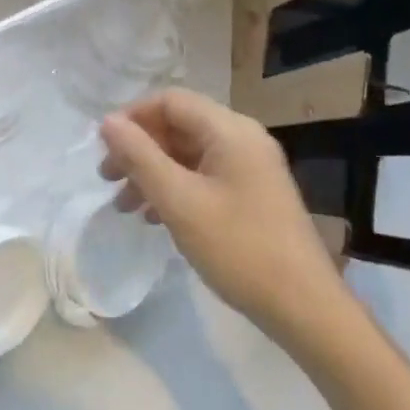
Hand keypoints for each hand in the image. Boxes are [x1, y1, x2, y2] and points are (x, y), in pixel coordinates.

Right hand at [100, 89, 358, 361]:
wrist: (305, 308)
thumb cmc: (238, 248)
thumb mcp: (179, 201)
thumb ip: (139, 157)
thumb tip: (108, 122)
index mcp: (230, 130)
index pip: (170, 101)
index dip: (132, 117)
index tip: (103, 147)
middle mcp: (243, 138)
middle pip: (178, 125)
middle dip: (139, 149)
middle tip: (107, 178)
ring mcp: (252, 167)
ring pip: (188, 153)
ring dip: (153, 172)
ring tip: (125, 205)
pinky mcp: (254, 193)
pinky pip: (204, 175)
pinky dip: (175, 188)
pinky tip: (156, 218)